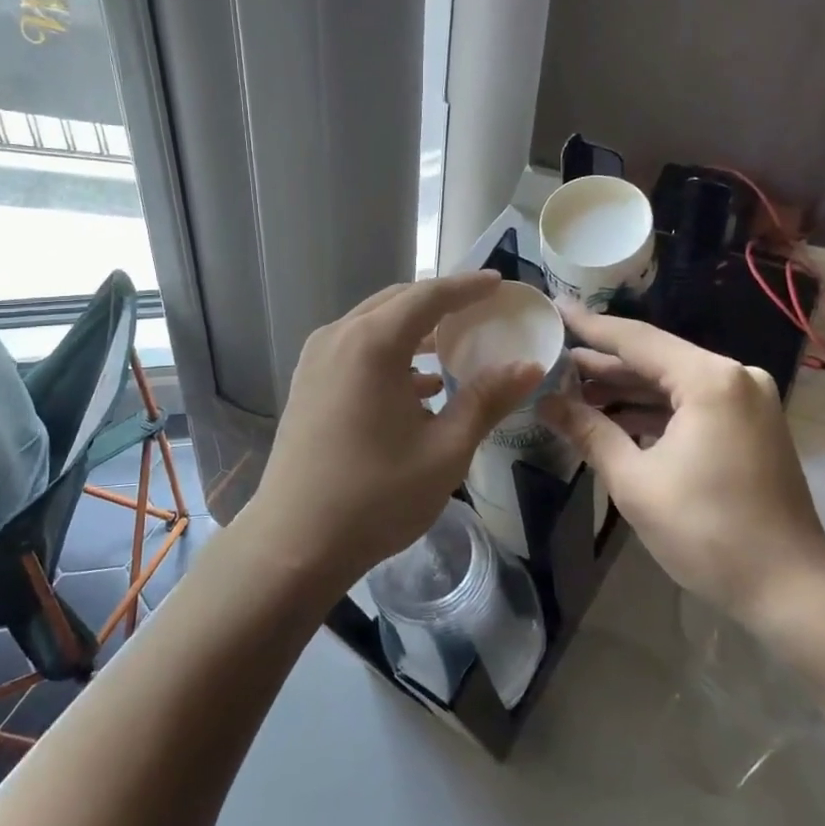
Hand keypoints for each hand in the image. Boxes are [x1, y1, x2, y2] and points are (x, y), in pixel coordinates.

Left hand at [249, 273, 543, 588]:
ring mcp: (316, 358)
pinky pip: (355, 348)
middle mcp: (339, 336)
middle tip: (480, 310)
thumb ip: (487, 399)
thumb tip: (530, 367)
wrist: (294, 542)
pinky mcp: (307, 382)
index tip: (498, 283)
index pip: (428, 296)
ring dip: (413, 328)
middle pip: (397, 301)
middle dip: (440, 302)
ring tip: (452, 345)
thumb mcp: (445, 450)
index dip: (466, 287)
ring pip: (373, 324)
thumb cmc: (376, 496)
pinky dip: (389, 352)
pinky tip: (417, 386)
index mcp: (372, 343)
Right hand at [539, 303, 824, 625]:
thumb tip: (545, 403)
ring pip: (673, 383)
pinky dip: (655, 410)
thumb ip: (589, 432)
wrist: (790, 588)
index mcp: (710, 380)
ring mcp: (748, 400)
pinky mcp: (751, 425)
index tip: (555, 307)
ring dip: (627, 390)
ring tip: (574, 392)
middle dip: (604, 365)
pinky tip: (616, 418)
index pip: (636, 340)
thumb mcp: (635, 481)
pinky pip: (692, 404)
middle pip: (655, 359)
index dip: (590, 327)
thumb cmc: (706, 532)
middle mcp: (734, 377)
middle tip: (554, 361)